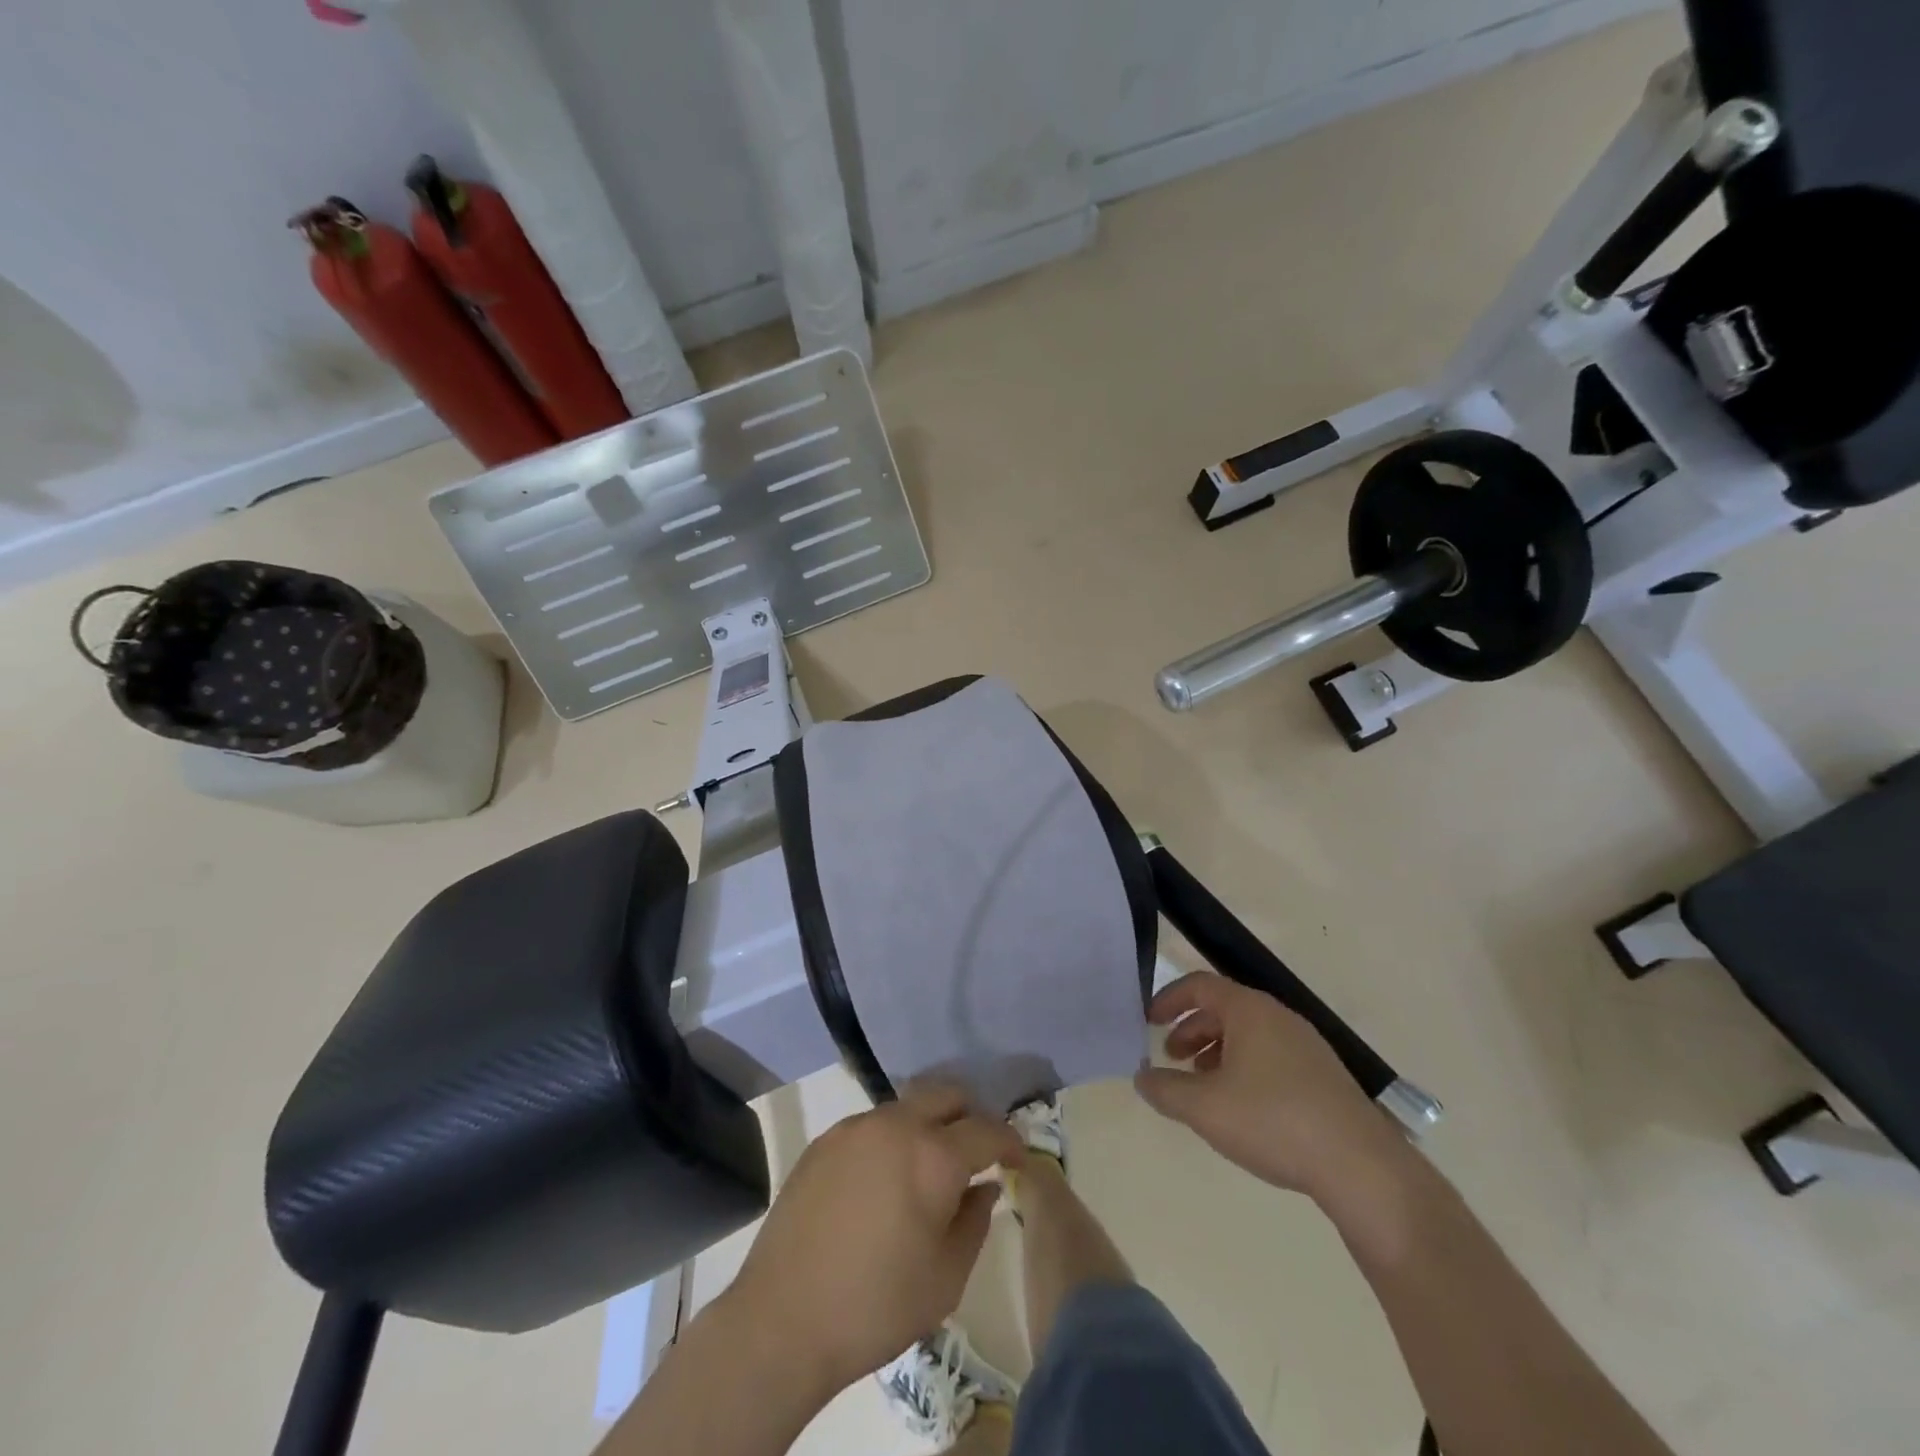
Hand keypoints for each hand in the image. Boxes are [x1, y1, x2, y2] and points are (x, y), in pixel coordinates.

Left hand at [725, 1083, 1024, 1398]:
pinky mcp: (825, 1141)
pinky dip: (892, 1139)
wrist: (781, 1321)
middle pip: (946, 1094)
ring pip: (907, 1106)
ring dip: (928, 1125)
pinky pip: (872, 1125)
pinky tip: (882, 1181)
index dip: (1010, 1141)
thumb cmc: (875, 1307)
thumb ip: (974, 1223)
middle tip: (976, 1152)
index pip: (987, 1129)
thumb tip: (983, 1188)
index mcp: (934, 1157)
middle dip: (970, 1116)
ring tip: (928, 1168)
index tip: (1018, 1159)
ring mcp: (855, 1128)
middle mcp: (896, 1125)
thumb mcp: (946, 1279)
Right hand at [1134, 972, 1410, 1203]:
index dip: (1169, 999)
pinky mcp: (1323, 1076)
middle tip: (1171, 1058)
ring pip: (1248, 1035)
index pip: (1199, 985)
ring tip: (1202, 1087)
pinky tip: (1241, 1108)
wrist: (1362, 1168)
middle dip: (1191, 1030)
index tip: (1148, 1022)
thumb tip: (1142, 1077)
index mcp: (1249, 1010)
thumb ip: (1164, 1089)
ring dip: (1216, 1052)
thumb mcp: (1204, 1108)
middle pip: (1224, 1009)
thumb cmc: (1273, 1121)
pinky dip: (1244, 1068)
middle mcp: (1279, 1017)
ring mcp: (1306, 1046)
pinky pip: (1271, 1057)